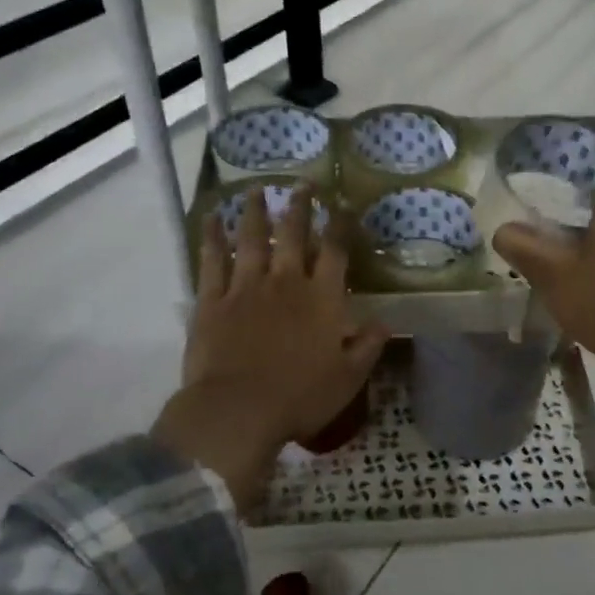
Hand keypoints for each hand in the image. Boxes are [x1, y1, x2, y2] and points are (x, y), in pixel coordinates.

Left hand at [153, 187, 388, 515]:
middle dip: (299, 207)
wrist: (237, 410)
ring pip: (250, 239)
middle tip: (302, 184)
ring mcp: (246, 287)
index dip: (340, 225)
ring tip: (256, 190)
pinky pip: (212, 261)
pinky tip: (210, 220)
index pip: (335, 251)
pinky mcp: (212, 301)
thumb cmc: (300, 397)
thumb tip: (385, 323)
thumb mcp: (348, 378)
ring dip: (254, 212)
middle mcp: (285, 282)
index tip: (343, 205)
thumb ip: (367, 347)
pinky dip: (211, 238)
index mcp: (321, 299)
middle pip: (292, 234)